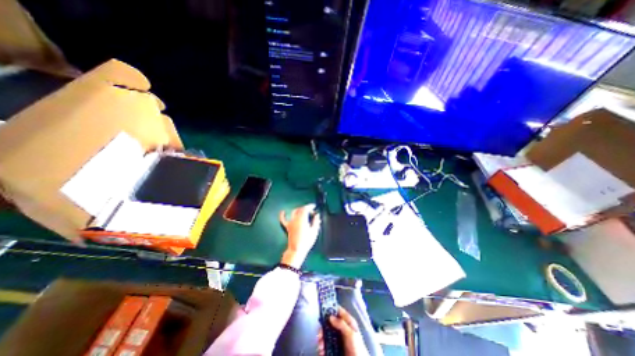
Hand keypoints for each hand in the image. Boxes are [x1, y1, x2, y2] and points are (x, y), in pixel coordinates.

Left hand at [278, 204, 319, 267]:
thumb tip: (317, 215)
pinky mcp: (287, 227)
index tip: (314, 206)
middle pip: (300, 209)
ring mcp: (291, 222)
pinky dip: (283, 215)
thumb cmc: (307, 241)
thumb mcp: (314, 231)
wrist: (297, 250)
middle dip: (306, 208)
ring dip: (299, 210)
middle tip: (312, 212)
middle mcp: (295, 219)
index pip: (306, 208)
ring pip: (294, 212)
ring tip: (303, 211)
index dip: (310, 206)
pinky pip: (283, 220)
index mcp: (302, 219)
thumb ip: (316, 221)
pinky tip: (283, 212)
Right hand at [317, 306, 372, 355]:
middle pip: (330, 322)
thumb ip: (341, 324)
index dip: (331, 308)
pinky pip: (326, 344)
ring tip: (320, 344)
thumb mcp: (351, 333)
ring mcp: (338, 338)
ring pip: (326, 334)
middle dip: (323, 327)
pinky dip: (322, 347)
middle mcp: (342, 328)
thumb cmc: (358, 347)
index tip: (323, 309)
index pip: (338, 311)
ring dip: (321, 338)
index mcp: (347, 322)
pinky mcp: (335, 347)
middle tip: (320, 333)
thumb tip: (330, 317)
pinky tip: (321, 350)